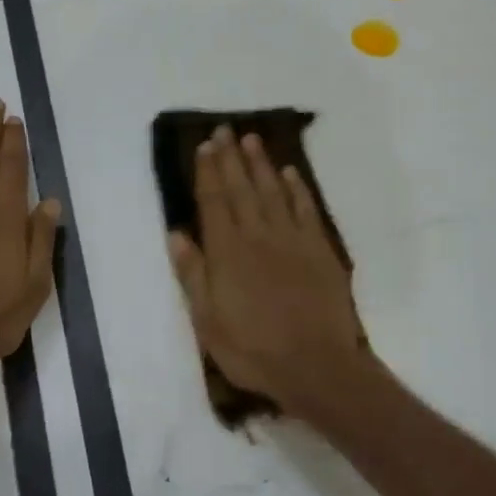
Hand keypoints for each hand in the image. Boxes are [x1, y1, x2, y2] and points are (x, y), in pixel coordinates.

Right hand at [167, 125, 367, 413]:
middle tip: (225, 130)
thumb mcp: (207, 321)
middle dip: (231, 157)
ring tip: (252, 139)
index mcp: (227, 252)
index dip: (208, 172)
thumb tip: (176, 234)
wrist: (316, 366)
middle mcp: (258, 236)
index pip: (214, 201)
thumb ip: (192, 274)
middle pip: (242, 188)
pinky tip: (290, 173)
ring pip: (274, 191)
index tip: (204, 146)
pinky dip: (297, 189)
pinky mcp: (320, 250)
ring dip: (262, 164)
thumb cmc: (253, 349)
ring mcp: (292, 240)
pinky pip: (306, 209)